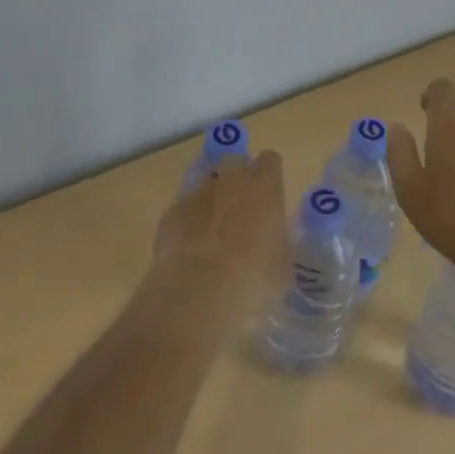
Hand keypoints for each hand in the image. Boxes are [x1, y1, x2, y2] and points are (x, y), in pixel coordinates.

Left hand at [153, 150, 289, 318]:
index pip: (270, 160)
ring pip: (206, 181)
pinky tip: (190, 245)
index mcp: (264, 187)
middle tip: (241, 207)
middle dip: (238, 177)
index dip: (269, 176)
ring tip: (213, 229)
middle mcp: (230, 180)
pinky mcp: (171, 211)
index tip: (270, 195)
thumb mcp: (282, 265)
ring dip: (212, 197)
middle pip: (235, 161)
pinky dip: (189, 219)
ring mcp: (197, 192)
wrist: (199, 293)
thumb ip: (277, 240)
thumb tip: (271, 238)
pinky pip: (184, 206)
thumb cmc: (254, 280)